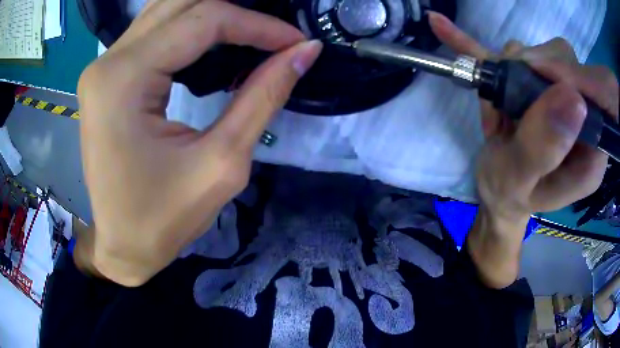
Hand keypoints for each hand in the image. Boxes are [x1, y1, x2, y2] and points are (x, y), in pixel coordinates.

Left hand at [77, 0, 322, 285]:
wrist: (121, 246)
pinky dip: (188, 28)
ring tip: (250, 31)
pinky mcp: (106, 77)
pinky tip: (213, 40)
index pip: (203, 21)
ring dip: (210, 14)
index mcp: (123, 80)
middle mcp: (107, 62)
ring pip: (165, 11)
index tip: (297, 41)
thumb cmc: (163, 220)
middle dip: (235, 11)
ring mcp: (102, 67)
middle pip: (181, 4)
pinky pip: (152, 32)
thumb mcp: (222, 163)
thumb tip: (303, 52)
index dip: (258, 25)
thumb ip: (263, 96)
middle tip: (273, 32)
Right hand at [428, 12, 617, 287]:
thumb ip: (546, 148)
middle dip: (527, 75)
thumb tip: (574, 97)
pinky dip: (478, 39)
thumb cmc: (508, 195)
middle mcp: (583, 117)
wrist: (498, 189)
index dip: (564, 78)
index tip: (529, 89)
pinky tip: (443, 27)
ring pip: (536, 53)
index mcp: (591, 151)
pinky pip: (514, 50)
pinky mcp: (538, 82)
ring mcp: (560, 95)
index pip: (593, 95)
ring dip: (506, 71)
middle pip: (563, 63)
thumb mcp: (522, 181)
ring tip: (496, 111)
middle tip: (506, 108)